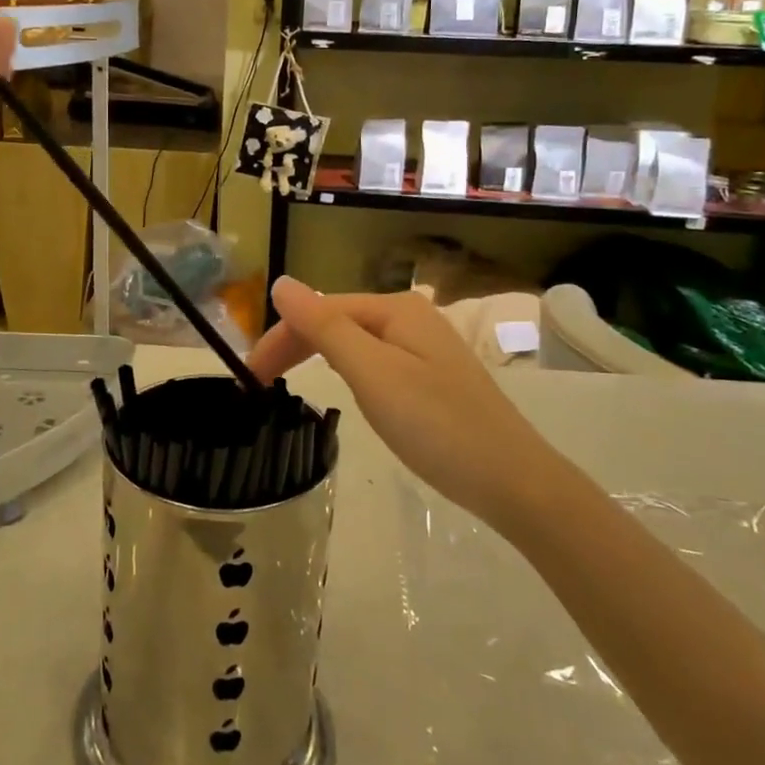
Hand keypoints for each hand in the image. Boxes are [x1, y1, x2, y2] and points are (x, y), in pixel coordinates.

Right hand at [247, 276, 549, 521]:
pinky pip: (375, 360)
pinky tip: (343, 385)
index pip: (321, 310)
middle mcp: (411, 317)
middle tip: (261, 384)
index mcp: (395, 308)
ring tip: (289, 383)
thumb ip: (324, 327)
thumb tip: (280, 282)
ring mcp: (425, 347)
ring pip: (355, 341)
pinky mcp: (433, 376)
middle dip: (296, 345)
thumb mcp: (372, 373)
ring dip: (318, 356)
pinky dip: (347, 370)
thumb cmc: (437, 425)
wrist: (514, 482)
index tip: (250, 377)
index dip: (281, 337)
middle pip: (338, 321)